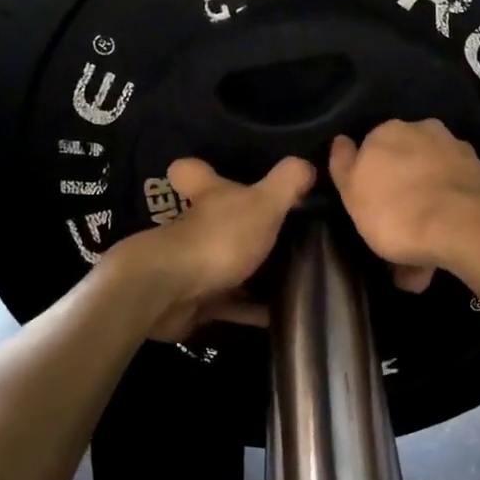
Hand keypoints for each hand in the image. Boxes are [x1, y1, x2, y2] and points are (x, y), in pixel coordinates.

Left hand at [106, 156, 314, 340]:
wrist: (171, 295)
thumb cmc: (219, 238)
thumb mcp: (264, 203)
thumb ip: (287, 182)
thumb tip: (308, 164)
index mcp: (208, 196)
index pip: (192, 171)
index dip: (200, 170)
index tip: (222, 173)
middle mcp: (195, 227)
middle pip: (214, 221)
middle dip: (240, 228)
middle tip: (282, 233)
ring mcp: (192, 266)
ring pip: (223, 264)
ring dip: (250, 274)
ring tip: (292, 278)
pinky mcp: (194, 302)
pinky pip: (229, 305)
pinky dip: (251, 310)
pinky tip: (280, 315)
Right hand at [328, 120, 479, 292]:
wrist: (467, 228)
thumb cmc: (397, 212)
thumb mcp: (352, 194)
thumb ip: (343, 166)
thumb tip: (341, 141)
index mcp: (387, 131)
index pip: (369, 151)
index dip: (367, 182)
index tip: (368, 211)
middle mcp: (424, 131)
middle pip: (404, 168)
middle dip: (399, 200)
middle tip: (393, 241)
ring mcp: (456, 152)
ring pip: (430, 186)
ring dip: (423, 217)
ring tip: (419, 266)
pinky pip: (453, 201)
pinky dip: (445, 222)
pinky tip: (440, 256)